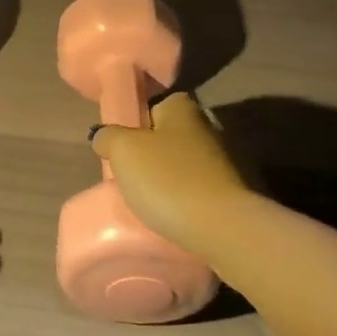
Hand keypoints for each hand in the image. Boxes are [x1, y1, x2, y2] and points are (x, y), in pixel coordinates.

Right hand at [90, 93, 255, 258]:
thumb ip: (108, 137)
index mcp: (183, 109)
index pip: (156, 105)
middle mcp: (208, 128)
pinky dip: (187, 200)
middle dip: (153, 153)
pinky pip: (200, 191)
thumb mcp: (123, 151)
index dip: (138, 123)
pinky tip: (173, 216)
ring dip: (170, 179)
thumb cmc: (168, 179)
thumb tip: (103, 136)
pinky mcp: (233, 195)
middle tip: (131, 175)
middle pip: (170, 137)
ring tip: (149, 201)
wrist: (223, 230)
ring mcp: (226, 163)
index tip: (124, 146)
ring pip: (185, 166)